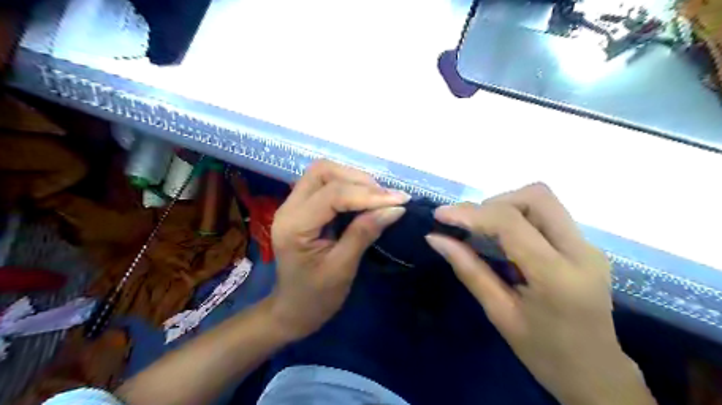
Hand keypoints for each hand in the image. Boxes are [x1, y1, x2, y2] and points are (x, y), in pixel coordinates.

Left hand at [267, 162, 408, 341]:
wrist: (292, 310)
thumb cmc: (316, 297)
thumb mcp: (343, 268)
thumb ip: (365, 233)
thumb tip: (395, 208)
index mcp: (294, 225)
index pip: (333, 195)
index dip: (368, 194)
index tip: (400, 201)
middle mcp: (289, 207)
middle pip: (323, 171)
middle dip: (359, 179)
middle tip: (386, 198)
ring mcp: (293, 205)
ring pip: (324, 173)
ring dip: (354, 180)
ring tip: (380, 197)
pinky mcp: (302, 207)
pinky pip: (326, 185)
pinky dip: (349, 186)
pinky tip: (366, 198)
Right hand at [424, 184, 657, 404]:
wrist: (595, 373)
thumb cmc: (543, 352)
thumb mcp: (499, 313)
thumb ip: (469, 270)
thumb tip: (436, 238)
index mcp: (557, 276)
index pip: (511, 223)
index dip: (471, 213)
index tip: (440, 215)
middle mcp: (580, 251)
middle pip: (536, 196)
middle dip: (494, 203)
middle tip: (469, 224)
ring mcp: (588, 246)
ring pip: (543, 201)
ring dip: (506, 207)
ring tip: (482, 230)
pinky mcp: (585, 246)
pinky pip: (547, 215)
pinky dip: (518, 216)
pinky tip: (503, 238)